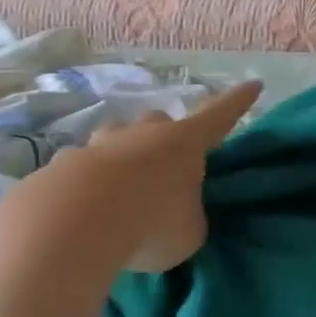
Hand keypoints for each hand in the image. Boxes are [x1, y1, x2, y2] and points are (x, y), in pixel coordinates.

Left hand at [0, 81, 262, 281]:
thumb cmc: (150, 221)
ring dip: (122, 161)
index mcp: (185, 142)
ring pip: (116, 143)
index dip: (238, 102)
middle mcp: (143, 134)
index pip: (220, 115)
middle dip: (164, 139)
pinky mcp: (61, 167)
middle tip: (167, 167)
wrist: (69, 225)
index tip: (254, 84)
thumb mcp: (189, 232)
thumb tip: (175, 217)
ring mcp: (98, 145)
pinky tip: (84, 215)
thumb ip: (188, 218)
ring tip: (121, 195)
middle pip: (159, 124)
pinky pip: (82, 172)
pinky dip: (87, 188)